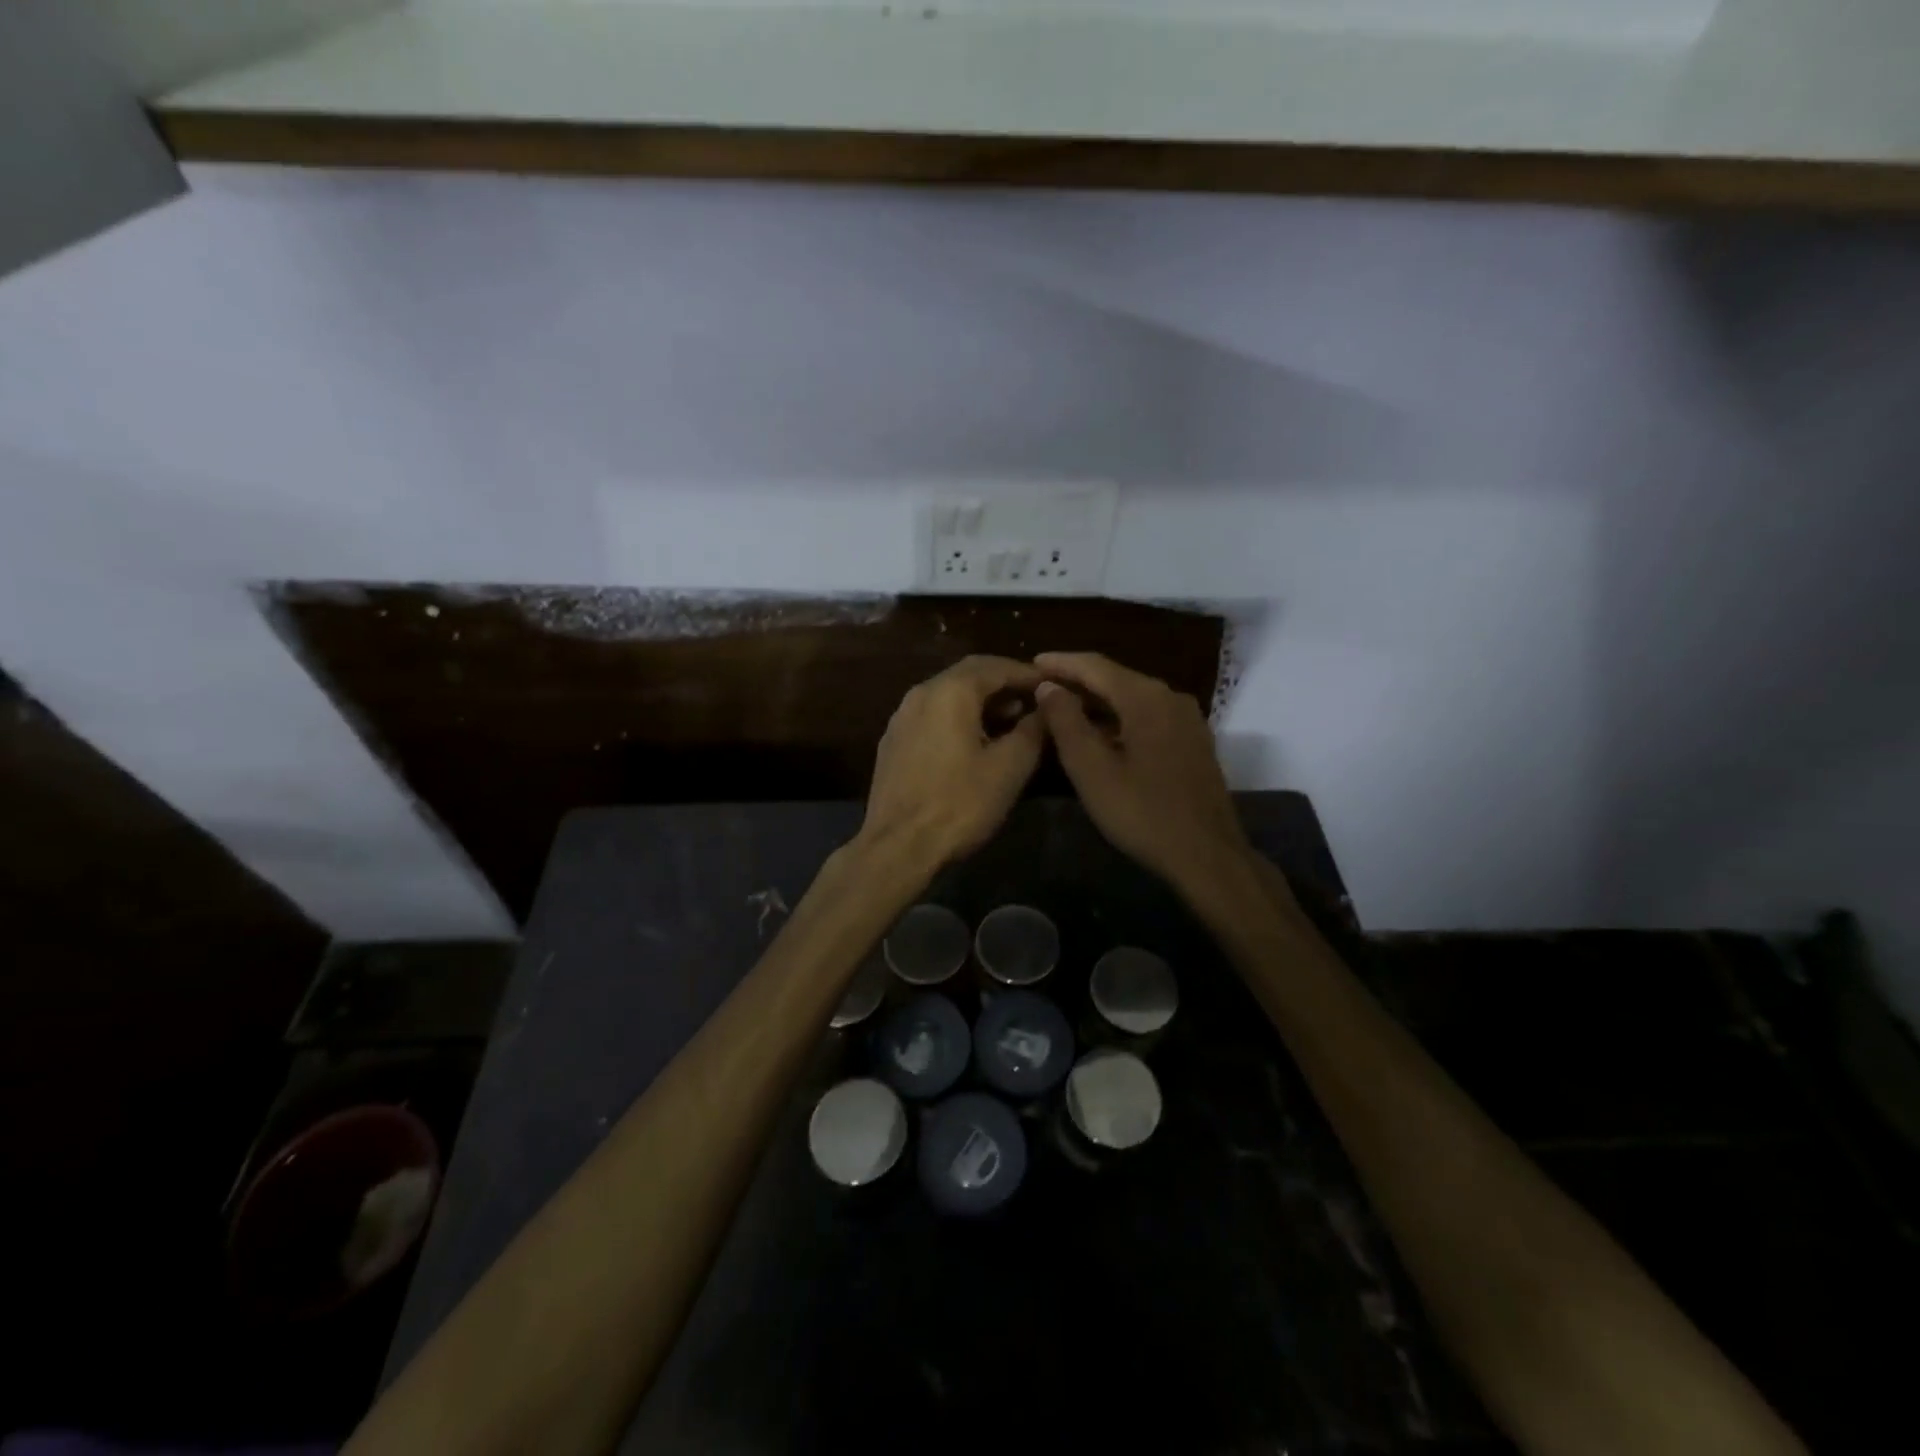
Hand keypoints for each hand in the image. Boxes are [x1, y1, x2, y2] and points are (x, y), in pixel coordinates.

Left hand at [857, 656, 1046, 871]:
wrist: (898, 846)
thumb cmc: (959, 804)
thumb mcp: (1009, 767)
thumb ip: (1032, 730)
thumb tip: (1047, 707)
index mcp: (949, 691)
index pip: (994, 665)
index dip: (1027, 674)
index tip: (1052, 686)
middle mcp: (920, 694)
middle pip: (968, 676)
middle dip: (1003, 685)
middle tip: (1034, 702)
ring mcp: (901, 718)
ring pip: (948, 696)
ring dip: (981, 703)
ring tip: (1010, 723)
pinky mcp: (893, 742)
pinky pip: (932, 717)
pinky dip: (958, 719)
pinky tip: (974, 743)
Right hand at [1033, 652, 1249, 892]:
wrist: (1206, 855)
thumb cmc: (1142, 812)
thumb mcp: (1091, 770)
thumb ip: (1066, 722)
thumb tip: (1049, 686)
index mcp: (1146, 698)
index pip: (1096, 666)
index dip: (1061, 663)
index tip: (1031, 663)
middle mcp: (1171, 697)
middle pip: (1116, 678)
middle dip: (1078, 680)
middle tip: (1043, 686)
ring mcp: (1187, 720)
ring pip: (1133, 698)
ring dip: (1098, 701)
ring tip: (1065, 708)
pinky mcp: (1193, 742)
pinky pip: (1148, 716)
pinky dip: (1119, 717)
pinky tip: (1102, 733)